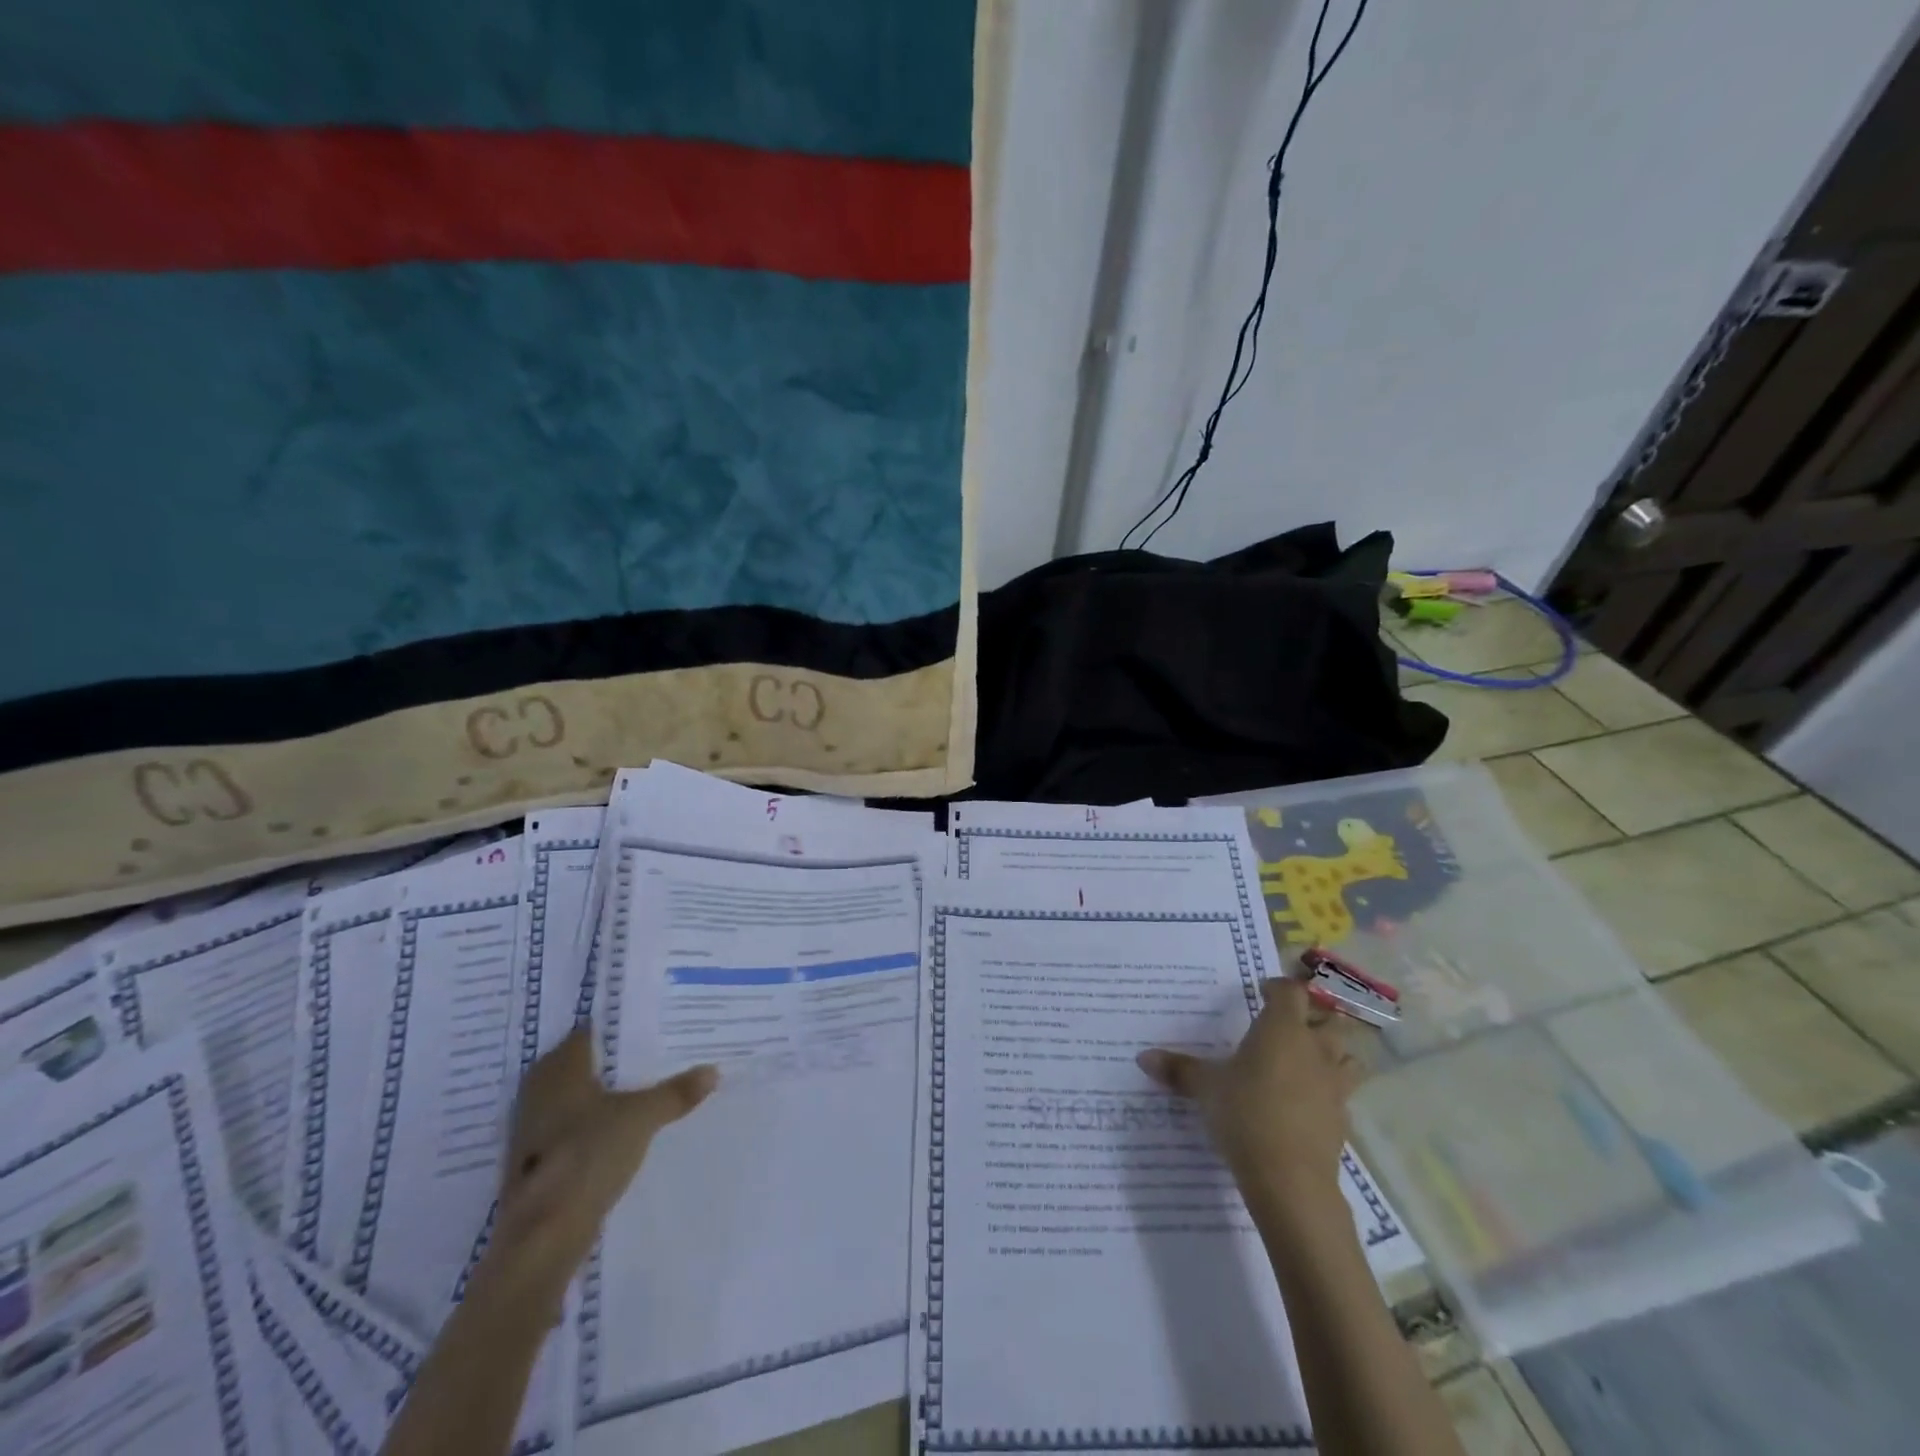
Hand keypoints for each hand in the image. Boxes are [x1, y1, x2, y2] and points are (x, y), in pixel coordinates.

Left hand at [484, 1029, 718, 1308]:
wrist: (544, 1235)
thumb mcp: (643, 1117)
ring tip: (650, 1088)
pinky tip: (624, 1128)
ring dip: (607, 1094)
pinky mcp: (537, 1160)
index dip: (623, 1026)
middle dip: (619, 1061)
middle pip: (586, 1064)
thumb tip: (713, 1071)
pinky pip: (573, 1125)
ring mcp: (533, 1127)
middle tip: (660, 1053)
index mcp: (559, 1068)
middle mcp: (539, 1089)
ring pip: (578, 1096)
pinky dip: (596, 1122)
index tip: (655, 1023)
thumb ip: (676, 1092)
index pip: (592, 1031)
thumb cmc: (588, 1155)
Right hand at [1137, 978, 1360, 1216]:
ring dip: (1332, 1052)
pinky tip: (1306, 1103)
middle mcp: (1314, 1048)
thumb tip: (1143, 1057)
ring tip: (1307, 1059)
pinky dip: (1329, 1091)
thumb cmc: (1245, 1113)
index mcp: (1282, 1028)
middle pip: (1328, 1018)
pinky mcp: (1342, 1119)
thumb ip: (1178, 1069)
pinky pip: (1342, 1093)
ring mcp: (1334, 1084)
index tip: (1262, 992)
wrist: (1289, 1178)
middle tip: (1287, 1025)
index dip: (1278, 988)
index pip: (1291, 991)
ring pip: (1347, 1055)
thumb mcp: (1205, 1087)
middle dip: (1312, 1017)